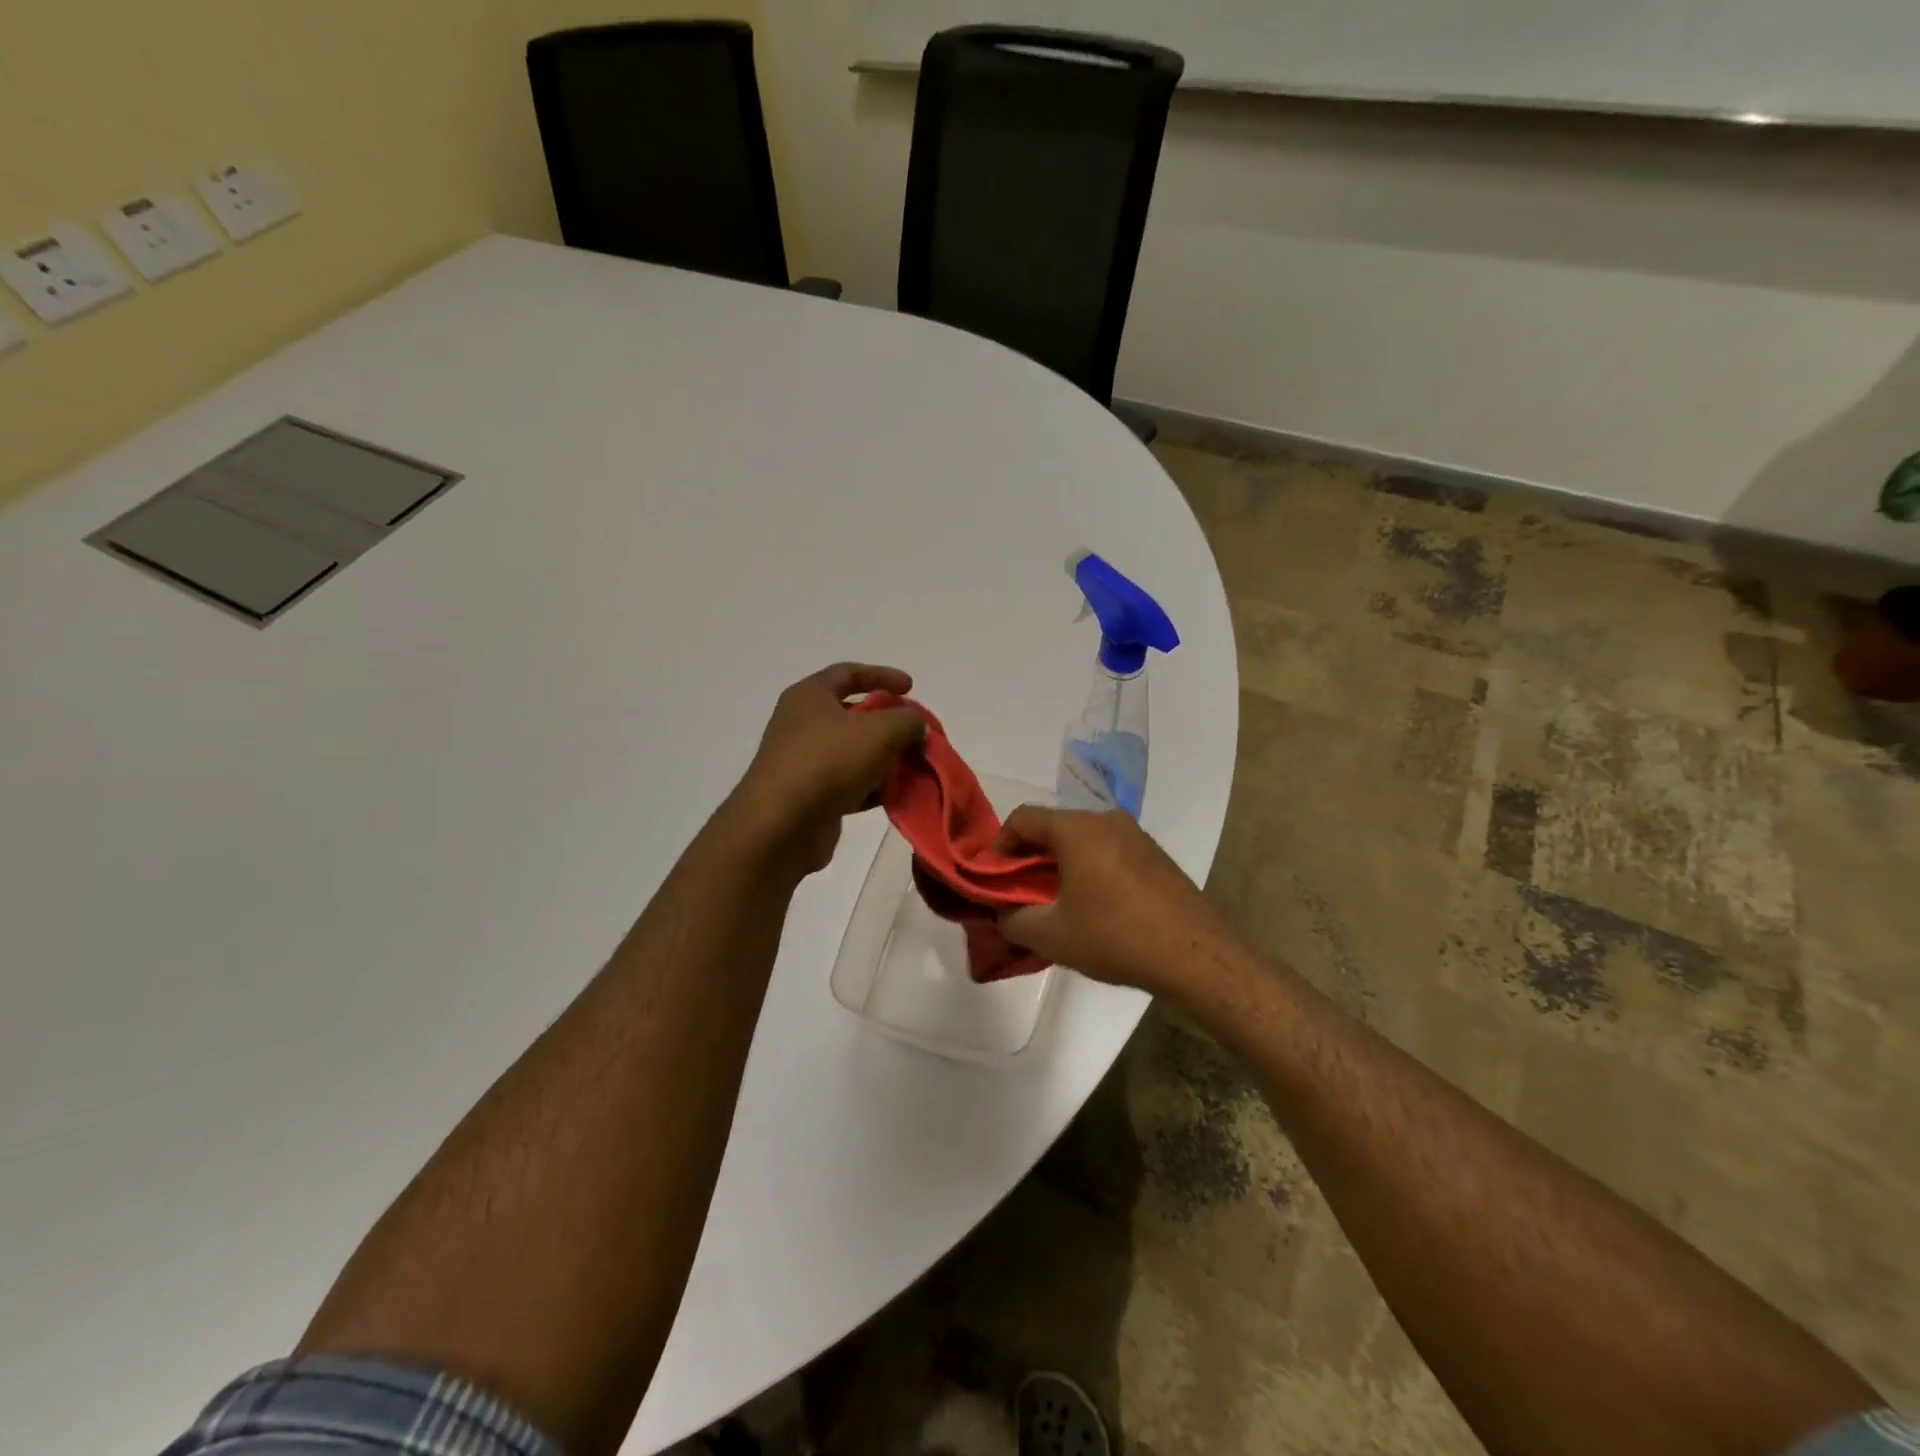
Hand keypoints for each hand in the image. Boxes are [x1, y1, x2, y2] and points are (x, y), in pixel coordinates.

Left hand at [733, 663, 925, 872]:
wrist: (782, 826)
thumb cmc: (829, 761)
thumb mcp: (881, 731)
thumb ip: (907, 720)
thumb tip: (916, 725)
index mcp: (810, 696)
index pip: (848, 672)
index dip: (882, 675)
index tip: (910, 687)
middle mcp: (802, 724)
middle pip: (853, 715)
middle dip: (889, 724)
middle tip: (916, 734)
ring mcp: (804, 762)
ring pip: (853, 753)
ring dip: (885, 759)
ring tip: (913, 767)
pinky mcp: (810, 796)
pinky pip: (848, 784)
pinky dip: (872, 788)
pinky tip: (895, 796)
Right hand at [995, 807, 1236, 996]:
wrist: (1196, 955)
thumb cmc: (1115, 937)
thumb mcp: (1051, 936)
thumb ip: (1014, 919)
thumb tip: (1004, 913)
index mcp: (1077, 828)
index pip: (1023, 818)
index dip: (999, 845)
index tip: (995, 879)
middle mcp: (1106, 820)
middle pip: (1053, 828)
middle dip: (1030, 859)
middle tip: (1020, 895)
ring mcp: (1136, 836)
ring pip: (1082, 841)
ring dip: (1060, 866)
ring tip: (1055, 905)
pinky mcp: (1155, 856)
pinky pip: (1108, 852)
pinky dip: (1089, 870)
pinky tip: (1093, 908)